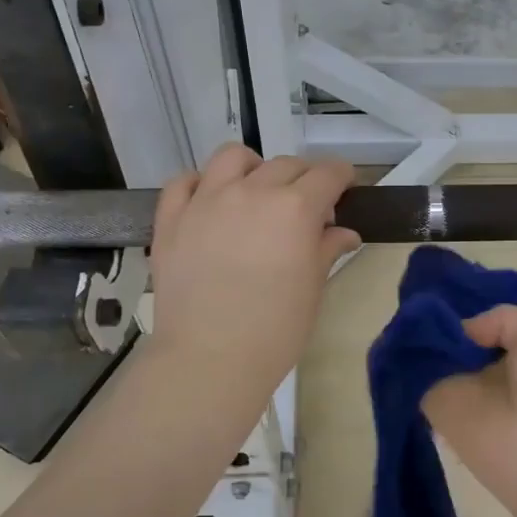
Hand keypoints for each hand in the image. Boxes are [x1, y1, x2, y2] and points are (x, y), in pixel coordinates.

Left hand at [148, 145, 359, 407]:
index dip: (342, 178)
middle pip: (286, 165)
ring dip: (252, 168)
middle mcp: (252, 191)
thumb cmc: (275, 330)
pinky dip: (200, 184)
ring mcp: (207, 200)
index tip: (344, 190)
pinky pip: (184, 181)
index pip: (328, 174)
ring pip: (233, 157)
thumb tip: (344, 232)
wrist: (210, 359)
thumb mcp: (313, 288)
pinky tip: (210, 202)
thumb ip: (327, 249)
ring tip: (255, 192)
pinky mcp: (172, 218)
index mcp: (296, 208)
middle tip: (305, 209)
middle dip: (304, 179)